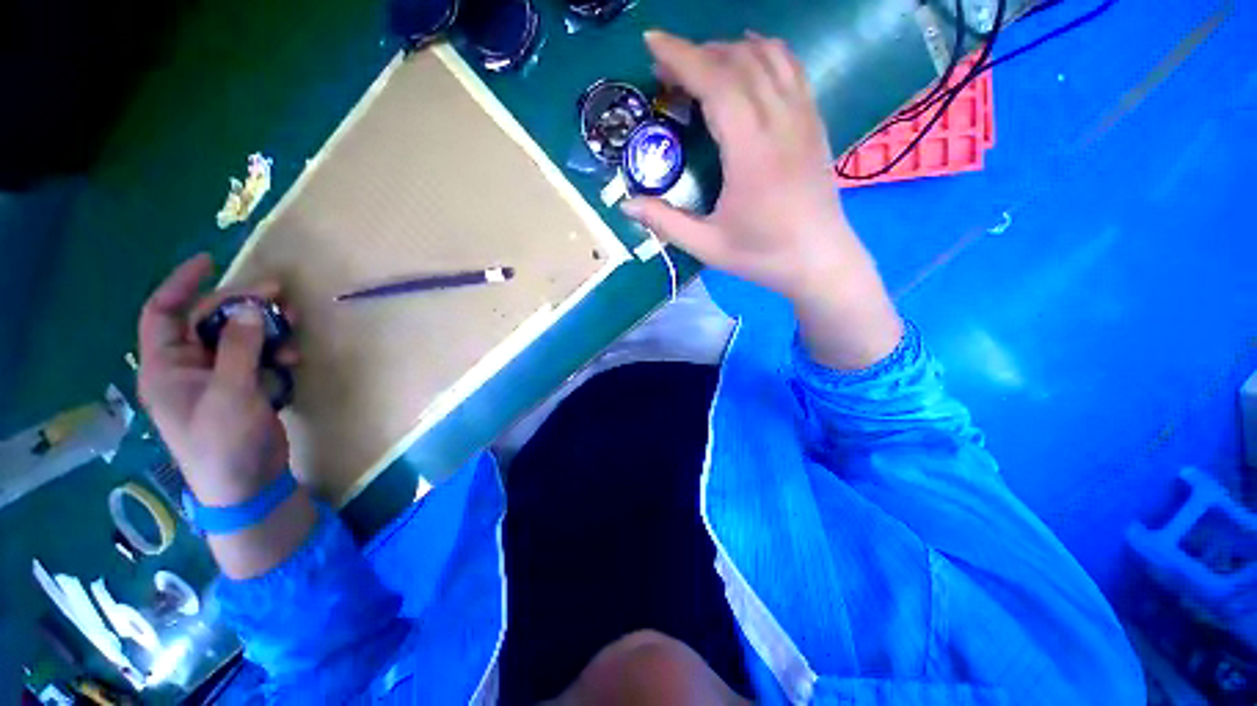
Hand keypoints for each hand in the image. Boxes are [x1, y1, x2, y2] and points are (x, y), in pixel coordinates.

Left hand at [137, 254, 292, 506]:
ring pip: (240, 338)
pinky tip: (294, 359)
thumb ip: (239, 349)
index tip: (210, 262)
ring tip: (294, 327)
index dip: (182, 284)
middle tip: (279, 295)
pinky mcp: (244, 389)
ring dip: (267, 330)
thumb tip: (251, 308)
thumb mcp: (231, 394)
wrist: (248, 485)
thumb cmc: (224, 444)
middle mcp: (188, 367)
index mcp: (168, 367)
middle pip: (211, 322)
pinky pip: (258, 358)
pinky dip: (276, 353)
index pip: (163, 313)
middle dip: (243, 306)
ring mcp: (219, 379)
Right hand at [622, 30, 862, 300]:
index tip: (652, 43)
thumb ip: (666, 223)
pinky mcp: (815, 122)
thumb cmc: (762, 256)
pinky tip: (748, 62)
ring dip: (730, 50)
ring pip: (769, 56)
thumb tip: (626, 205)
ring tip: (703, 65)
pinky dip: (764, 53)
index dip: (681, 57)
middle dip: (698, 53)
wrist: (819, 260)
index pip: (716, 83)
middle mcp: (780, 122)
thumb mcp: (707, 246)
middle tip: (667, 69)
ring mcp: (803, 117)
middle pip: (739, 61)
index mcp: (751, 152)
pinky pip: (791, 69)